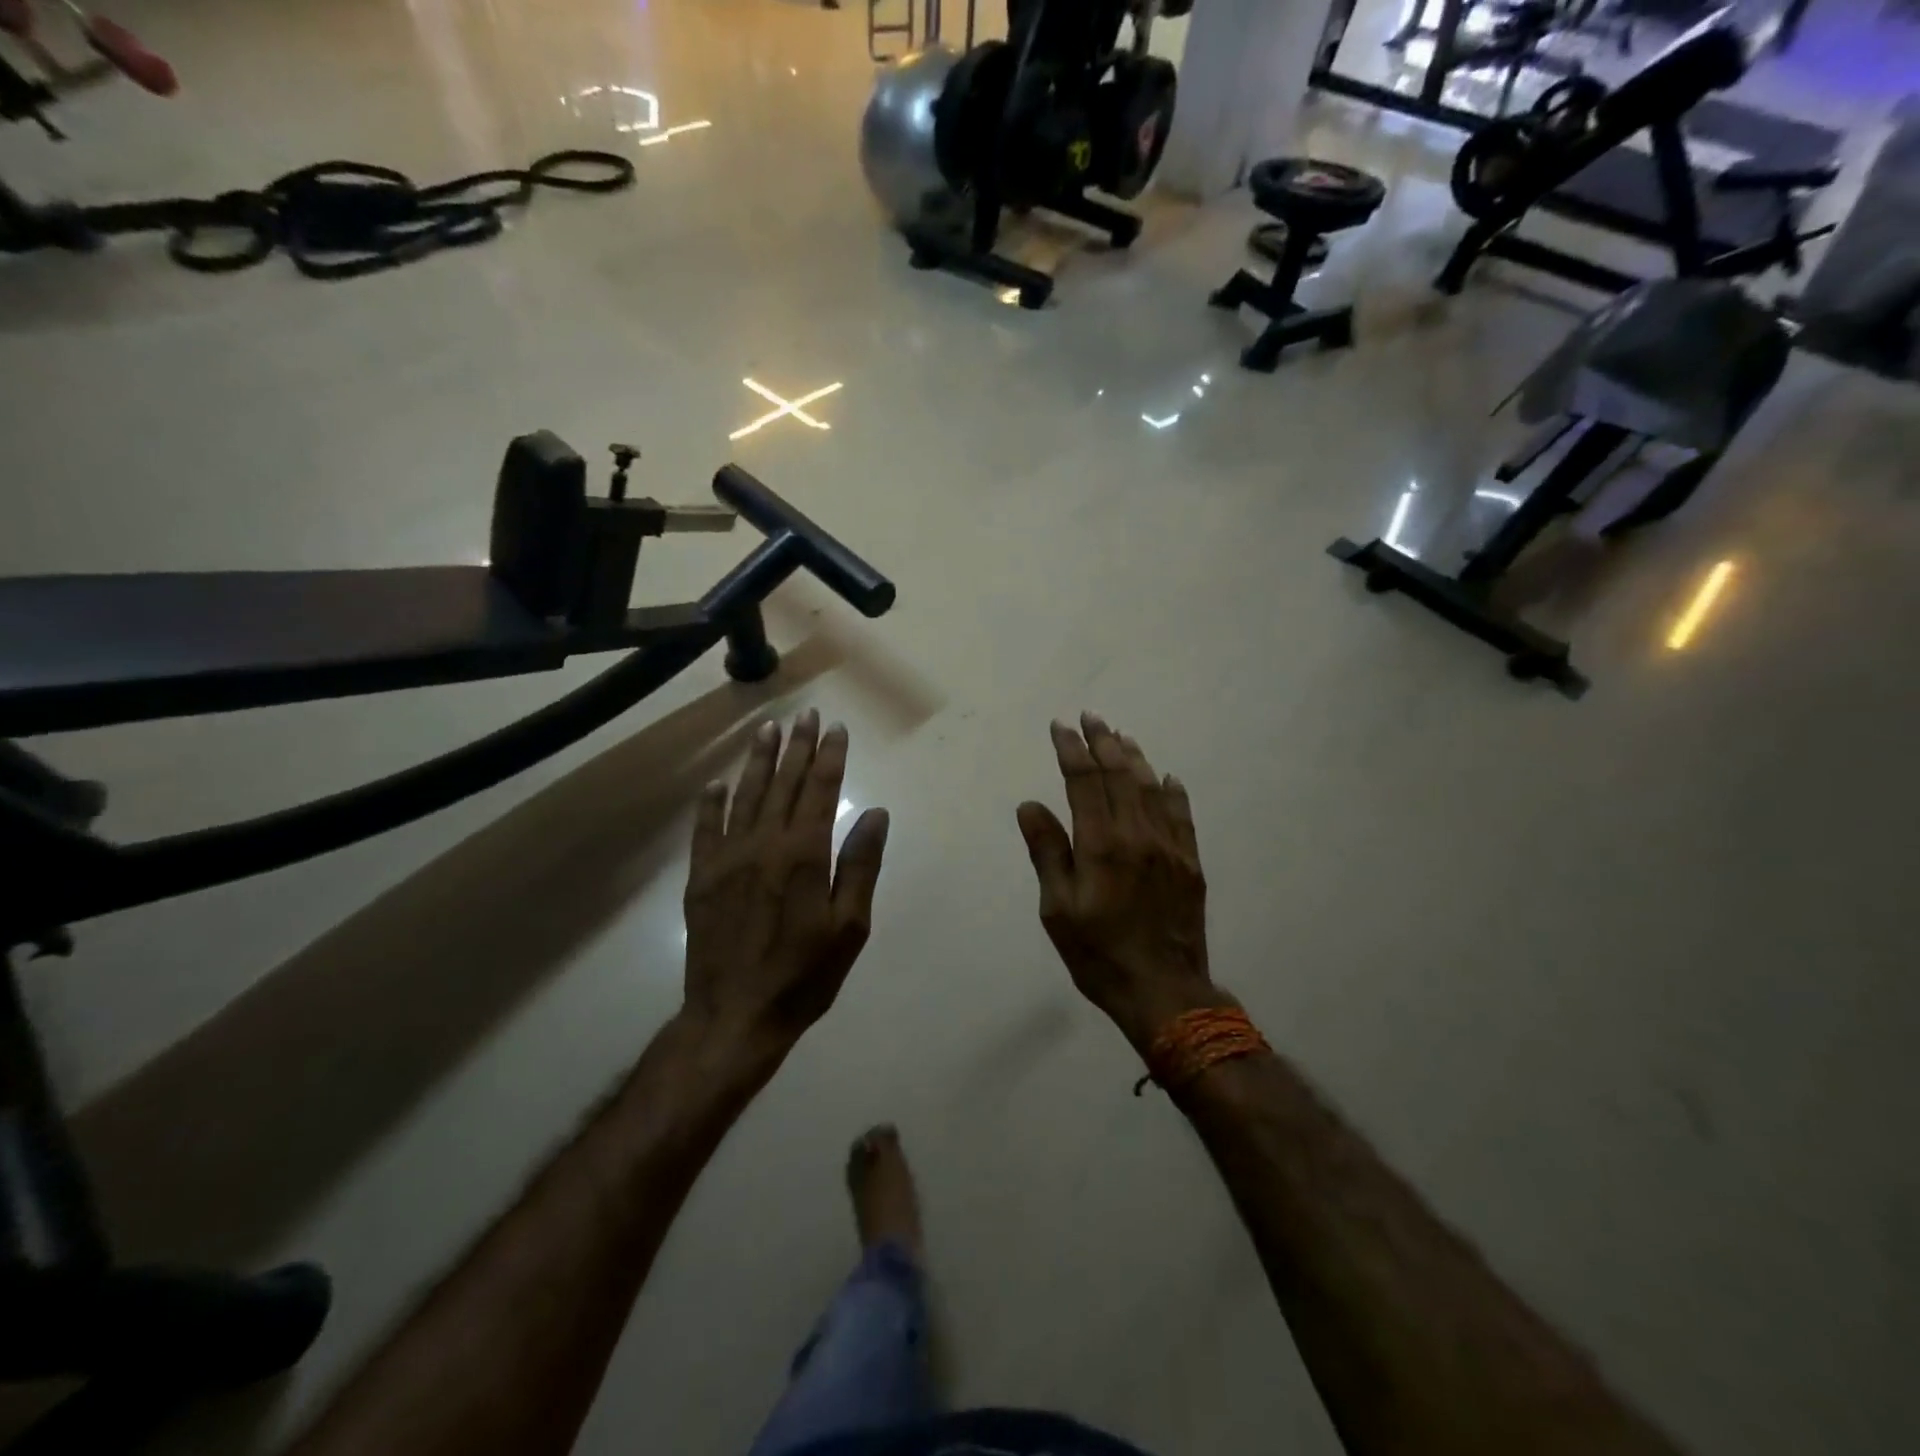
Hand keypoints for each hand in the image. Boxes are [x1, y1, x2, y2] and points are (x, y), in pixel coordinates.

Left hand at [682, 711, 888, 1054]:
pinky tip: (717, 784)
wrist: (735, 1016)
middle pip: (783, 783)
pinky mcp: (701, 877)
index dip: (829, 757)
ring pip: (745, 796)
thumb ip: (860, 866)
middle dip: (796, 747)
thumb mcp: (849, 927)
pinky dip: (712, 803)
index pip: (819, 790)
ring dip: (758, 761)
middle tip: (805, 715)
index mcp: (803, 854)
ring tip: (767, 730)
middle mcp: (763, 844)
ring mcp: (727, 858)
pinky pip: (706, 829)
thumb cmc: (803, 976)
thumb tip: (874, 814)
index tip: (836, 729)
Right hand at [1017, 714, 1231, 1052]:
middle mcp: (1137, 835)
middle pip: (1119, 776)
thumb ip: (1047, 852)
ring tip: (1121, 735)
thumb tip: (1030, 805)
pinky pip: (1181, 815)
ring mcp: (1168, 847)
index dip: (1071, 750)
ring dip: (1134, 758)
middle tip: (1090, 717)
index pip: (1084, 782)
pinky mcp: (1189, 863)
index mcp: (1101, 845)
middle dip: (1102, 742)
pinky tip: (1166, 777)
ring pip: (1150, 788)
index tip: (1060, 727)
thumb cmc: (1098, 953)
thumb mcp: (1058, 909)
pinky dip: (1172, 791)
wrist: (1164, 990)